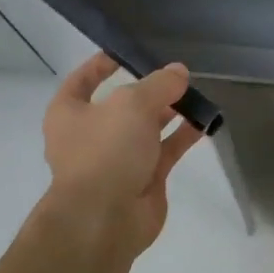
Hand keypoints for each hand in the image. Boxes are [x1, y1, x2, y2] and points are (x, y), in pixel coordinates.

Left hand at [42, 53, 201, 256]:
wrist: (105, 219)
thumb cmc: (106, 151)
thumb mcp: (132, 104)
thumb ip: (159, 84)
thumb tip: (179, 72)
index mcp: (69, 113)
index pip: (83, 80)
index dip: (102, 65)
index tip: (126, 52)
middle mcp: (90, 135)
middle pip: (121, 104)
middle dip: (148, 90)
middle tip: (176, 75)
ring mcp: (117, 159)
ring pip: (146, 128)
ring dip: (169, 112)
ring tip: (195, 95)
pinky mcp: (143, 179)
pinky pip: (165, 151)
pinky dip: (182, 136)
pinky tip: (204, 122)